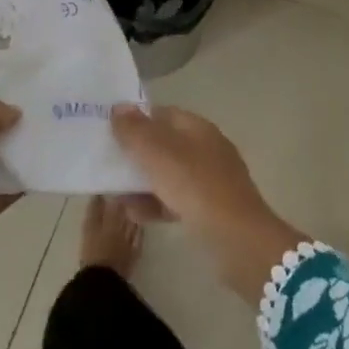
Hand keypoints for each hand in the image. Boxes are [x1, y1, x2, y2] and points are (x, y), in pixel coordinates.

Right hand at [110, 104, 309, 302]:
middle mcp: (206, 149)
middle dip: (137, 154)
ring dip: (142, 182)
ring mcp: (211, 181)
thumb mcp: (158, 154)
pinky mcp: (211, 210)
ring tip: (116, 195)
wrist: (239, 241)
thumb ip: (135, 130)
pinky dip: (156, 203)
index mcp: (198, 128)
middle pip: (164, 145)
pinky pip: (176, 200)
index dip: (137, 119)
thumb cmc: (195, 187)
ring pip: (168, 174)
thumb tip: (119, 107)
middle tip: (109, 164)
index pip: (163, 114)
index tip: (111, 131)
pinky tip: (135, 214)